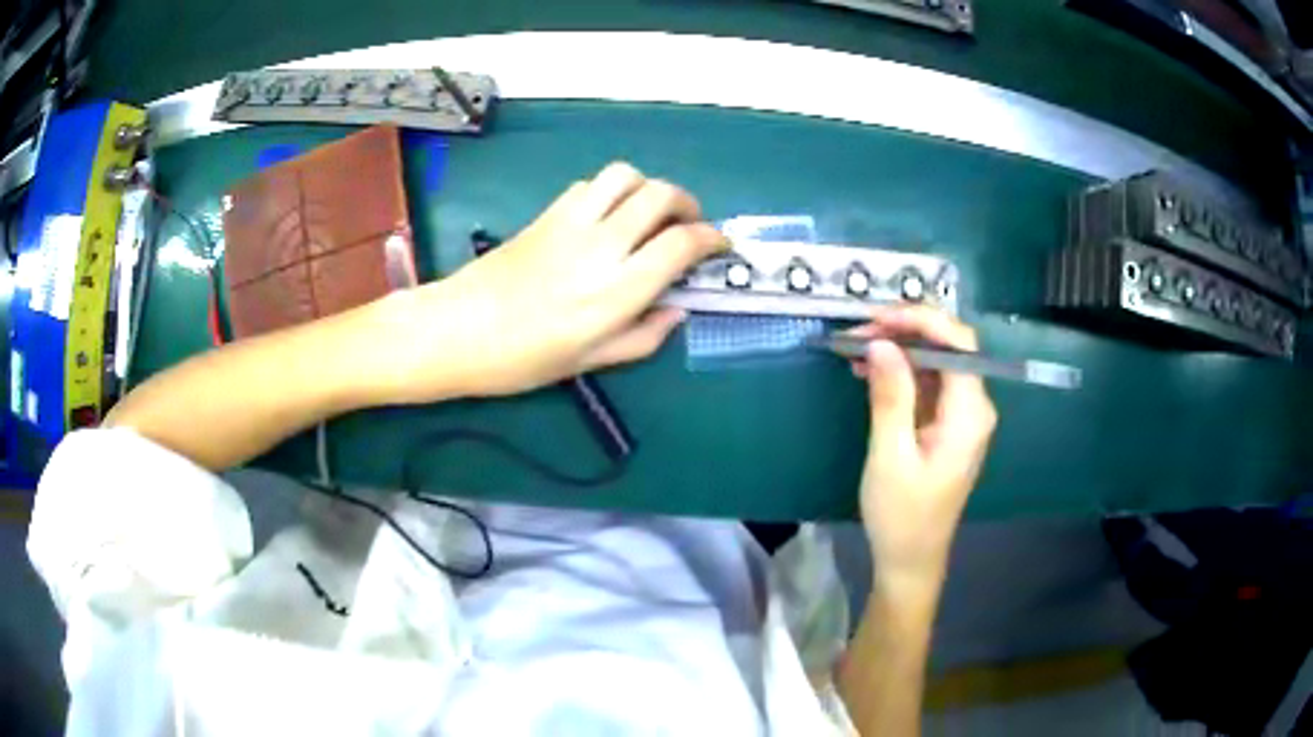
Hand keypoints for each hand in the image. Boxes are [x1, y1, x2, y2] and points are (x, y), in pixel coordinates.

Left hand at [379, 162, 726, 400]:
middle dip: (688, 204)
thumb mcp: (589, 361)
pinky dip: (611, 191)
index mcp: (618, 290)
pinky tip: (607, 216)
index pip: (682, 243)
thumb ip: (643, 336)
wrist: (457, 330)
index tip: (719, 246)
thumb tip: (677, 312)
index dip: (711, 239)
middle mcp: (602, 245)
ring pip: (625, 176)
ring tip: (648, 213)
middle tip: (689, 225)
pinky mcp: (547, 213)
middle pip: (661, 195)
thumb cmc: (523, 359)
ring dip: (648, 187)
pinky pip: (590, 185)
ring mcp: (572, 222)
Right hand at [849, 306, 996, 589]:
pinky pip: (928, 384)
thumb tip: (881, 343)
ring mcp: (962, 416)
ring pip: (936, 362)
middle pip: (948, 347)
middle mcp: (974, 406)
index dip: (920, 319)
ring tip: (857, 351)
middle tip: (858, 334)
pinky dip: (901, 373)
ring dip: (899, 350)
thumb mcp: (890, 455)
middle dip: (905, 331)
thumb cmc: (902, 515)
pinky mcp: (947, 425)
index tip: (876, 318)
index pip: (957, 343)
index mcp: (970, 413)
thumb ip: (891, 396)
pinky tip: (870, 373)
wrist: (911, 559)